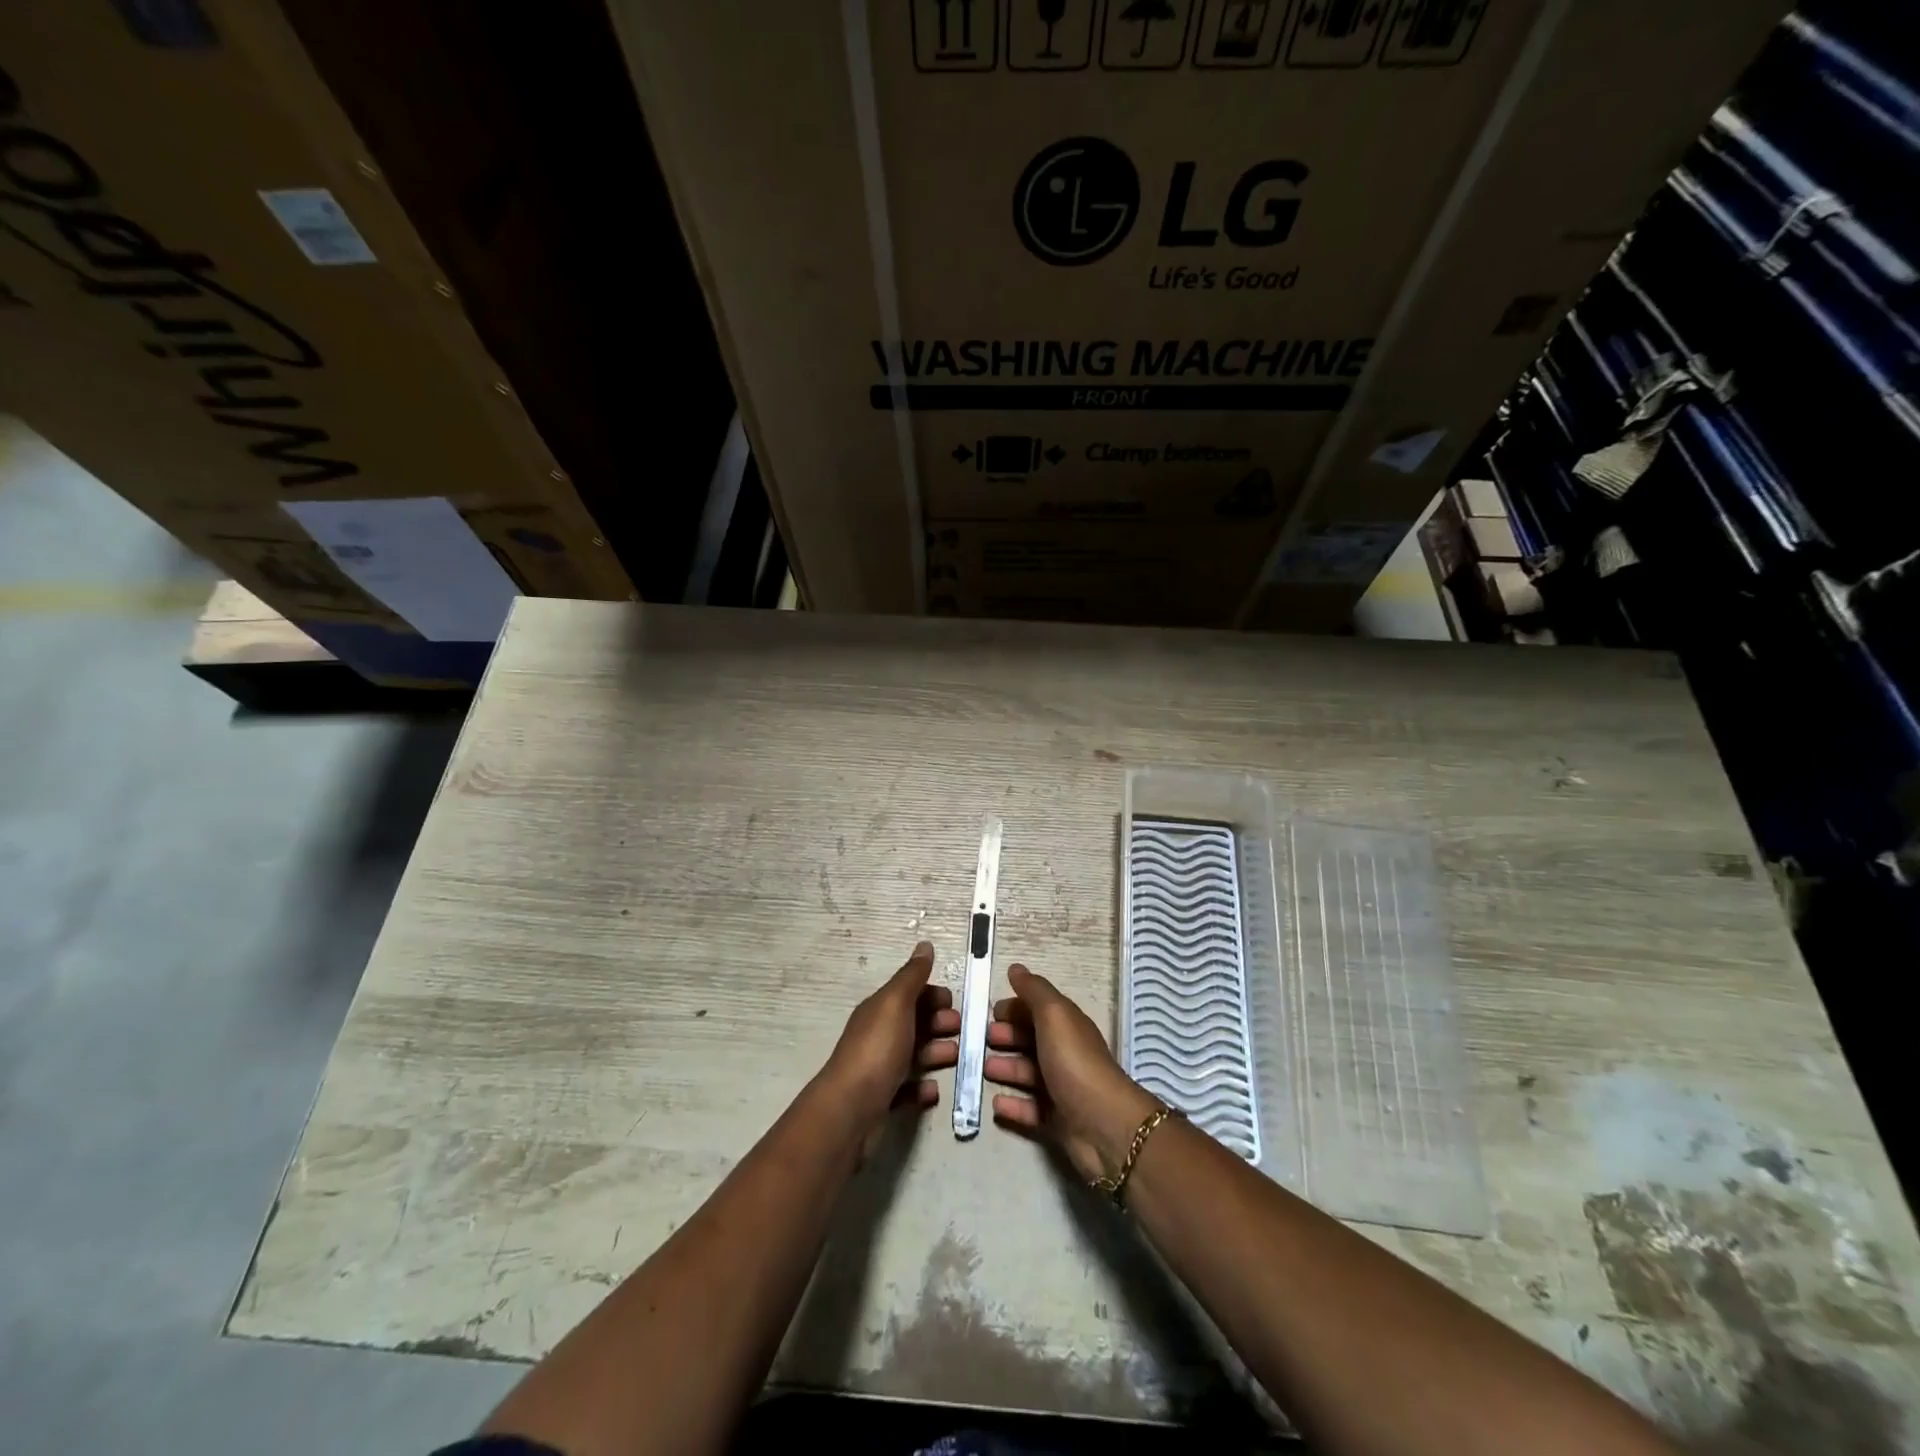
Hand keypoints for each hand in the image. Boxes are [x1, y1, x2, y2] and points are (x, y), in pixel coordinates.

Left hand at [823, 942, 959, 1129]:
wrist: (851, 1109)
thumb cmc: (877, 1049)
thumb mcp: (896, 1003)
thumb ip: (912, 976)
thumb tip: (925, 945)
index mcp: (880, 1010)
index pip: (909, 993)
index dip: (933, 995)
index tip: (955, 1003)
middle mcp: (878, 1035)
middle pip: (914, 1023)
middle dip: (939, 1023)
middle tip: (962, 1030)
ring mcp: (879, 1068)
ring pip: (914, 1055)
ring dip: (937, 1053)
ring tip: (956, 1057)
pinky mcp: (883, 1100)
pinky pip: (908, 1090)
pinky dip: (923, 1088)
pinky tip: (934, 1090)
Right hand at [984, 964, 1159, 1181]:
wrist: (1104, 1125)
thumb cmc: (1075, 1062)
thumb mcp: (1054, 1015)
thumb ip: (1034, 991)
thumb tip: (1016, 968)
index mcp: (1066, 1026)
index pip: (1038, 1011)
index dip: (1015, 1008)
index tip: (990, 1012)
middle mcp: (1065, 1054)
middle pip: (1032, 1041)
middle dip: (1007, 1037)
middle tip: (982, 1040)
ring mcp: (1062, 1088)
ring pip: (1028, 1074)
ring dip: (1006, 1069)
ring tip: (984, 1069)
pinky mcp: (1057, 1121)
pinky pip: (1030, 1110)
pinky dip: (1013, 1105)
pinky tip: (995, 1103)